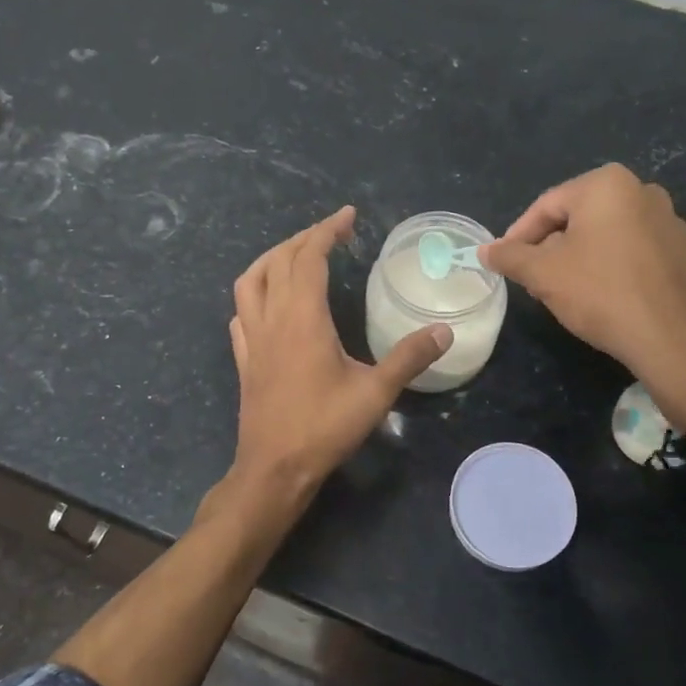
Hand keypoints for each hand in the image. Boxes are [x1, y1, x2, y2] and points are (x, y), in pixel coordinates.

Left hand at [217, 206, 448, 522]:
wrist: (274, 469)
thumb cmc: (324, 428)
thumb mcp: (376, 394)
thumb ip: (409, 358)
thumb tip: (444, 331)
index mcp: (303, 318)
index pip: (309, 258)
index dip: (327, 231)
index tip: (347, 216)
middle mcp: (272, 320)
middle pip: (278, 261)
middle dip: (303, 239)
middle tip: (331, 233)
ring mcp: (252, 340)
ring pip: (250, 282)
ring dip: (271, 259)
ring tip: (295, 255)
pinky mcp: (244, 360)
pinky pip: (241, 314)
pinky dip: (254, 295)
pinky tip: (268, 304)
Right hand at [480, 164, 685, 428]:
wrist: (674, 339)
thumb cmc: (601, 293)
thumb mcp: (543, 274)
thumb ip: (510, 256)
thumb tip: (485, 250)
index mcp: (607, 184)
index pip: (546, 205)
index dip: (518, 236)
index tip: (504, 262)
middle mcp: (642, 190)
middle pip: (577, 217)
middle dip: (549, 247)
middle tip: (532, 279)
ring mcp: (669, 221)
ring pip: (605, 235)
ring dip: (578, 257)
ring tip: (562, 290)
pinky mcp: (683, 252)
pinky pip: (632, 251)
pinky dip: (609, 266)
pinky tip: (600, 297)